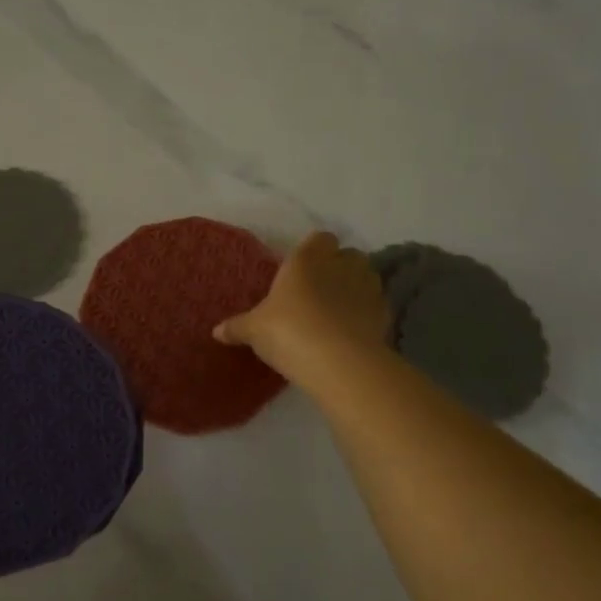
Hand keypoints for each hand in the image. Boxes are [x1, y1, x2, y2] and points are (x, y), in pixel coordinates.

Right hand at [214, 231, 389, 389]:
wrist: (337, 362)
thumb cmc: (288, 331)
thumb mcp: (254, 330)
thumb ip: (237, 327)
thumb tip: (216, 332)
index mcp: (307, 259)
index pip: (320, 238)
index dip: (314, 250)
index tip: (303, 269)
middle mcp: (340, 265)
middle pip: (347, 255)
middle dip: (338, 268)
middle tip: (319, 291)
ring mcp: (367, 287)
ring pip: (366, 277)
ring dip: (355, 288)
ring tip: (338, 311)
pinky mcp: (384, 313)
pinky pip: (375, 305)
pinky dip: (366, 314)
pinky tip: (352, 332)